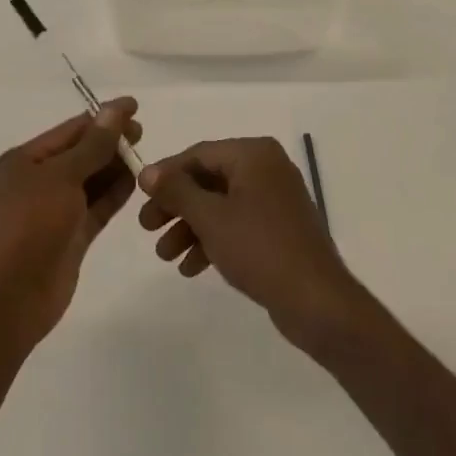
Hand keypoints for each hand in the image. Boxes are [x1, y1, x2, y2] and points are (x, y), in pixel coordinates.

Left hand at [0, 100, 140, 347]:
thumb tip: (116, 109)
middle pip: (80, 154)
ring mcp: (53, 212)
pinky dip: (113, 194)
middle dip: (110, 142)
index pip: (69, 131)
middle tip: (144, 133)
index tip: (135, 107)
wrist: (7, 301)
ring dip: (114, 168)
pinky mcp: (69, 238)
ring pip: (89, 182)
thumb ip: (93, 145)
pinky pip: (95, 208)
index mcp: (23, 161)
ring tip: (146, 155)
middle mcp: (36, 182)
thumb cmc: (28, 226)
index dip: (102, 118)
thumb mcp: (61, 177)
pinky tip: (137, 182)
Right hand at [137, 138, 365, 347]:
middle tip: (146, 227)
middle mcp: (267, 168)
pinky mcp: (279, 228)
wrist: (317, 301)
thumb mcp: (211, 217)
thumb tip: (147, 170)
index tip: (139, 195)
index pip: (199, 154)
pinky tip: (191, 267)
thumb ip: (177, 190)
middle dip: (176, 205)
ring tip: (164, 256)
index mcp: (254, 154)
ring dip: (190, 227)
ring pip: (221, 205)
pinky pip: (237, 224)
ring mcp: (275, 199)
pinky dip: (213, 240)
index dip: (166, 174)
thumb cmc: (260, 248)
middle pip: (209, 179)